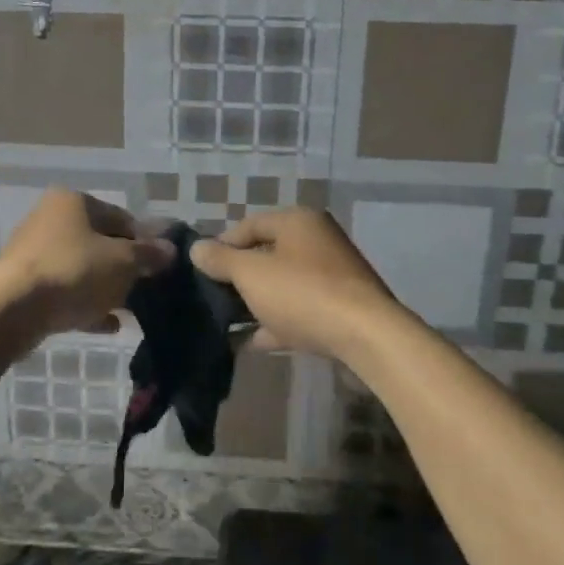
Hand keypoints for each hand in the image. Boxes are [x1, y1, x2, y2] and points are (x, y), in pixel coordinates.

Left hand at [0, 189, 174, 342]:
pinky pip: (64, 291)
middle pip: (100, 243)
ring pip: (82, 269)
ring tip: (128, 311)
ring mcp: (34, 252)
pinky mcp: (24, 284)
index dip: (145, 242)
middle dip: (124, 268)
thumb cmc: (74, 271)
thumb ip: (149, 255)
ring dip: (106, 288)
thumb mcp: (123, 262)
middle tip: (145, 290)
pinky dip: (86, 304)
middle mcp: (51, 218)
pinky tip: (107, 324)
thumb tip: (170, 250)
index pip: (121, 217)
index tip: (160, 267)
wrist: (12, 309)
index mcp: (74, 202)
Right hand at [190, 209, 402, 360]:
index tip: (200, 270)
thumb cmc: (302, 293)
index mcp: (299, 221)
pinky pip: (299, 311)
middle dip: (238, 278)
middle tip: (210, 297)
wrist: (366, 338)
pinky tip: (252, 343)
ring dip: (255, 303)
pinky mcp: (340, 309)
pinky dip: (276, 323)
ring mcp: (332, 277)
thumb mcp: (251, 274)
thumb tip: (197, 248)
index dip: (221, 245)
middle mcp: (318, 241)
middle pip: (267, 255)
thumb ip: (221, 260)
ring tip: (225, 323)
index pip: (249, 225)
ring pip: (283, 286)